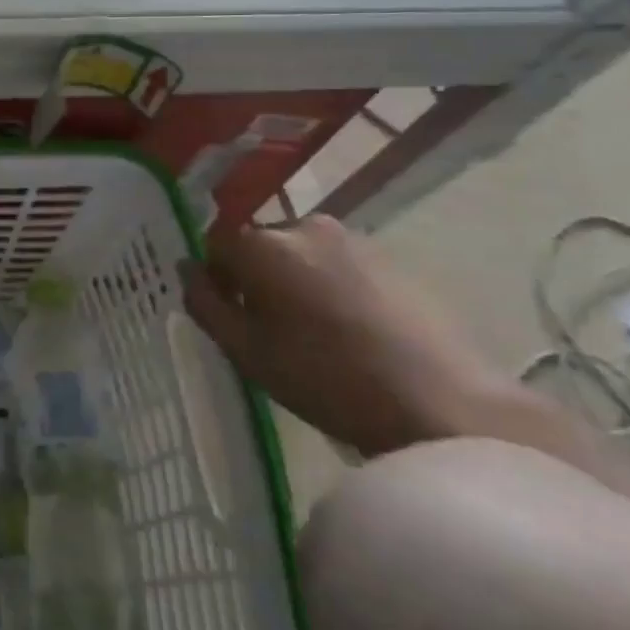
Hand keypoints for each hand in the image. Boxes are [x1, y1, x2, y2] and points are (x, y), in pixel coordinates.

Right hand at [181, 216, 507, 457]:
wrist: (442, 403)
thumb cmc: (327, 379)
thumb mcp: (247, 352)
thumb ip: (205, 304)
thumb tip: (187, 270)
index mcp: (263, 245)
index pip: (215, 243)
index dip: (214, 277)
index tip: (230, 315)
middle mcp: (303, 226)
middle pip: (259, 245)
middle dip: (255, 277)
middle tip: (270, 328)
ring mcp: (351, 238)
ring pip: (299, 254)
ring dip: (293, 281)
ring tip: (314, 332)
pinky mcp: (388, 257)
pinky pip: (336, 263)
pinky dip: (329, 286)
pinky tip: (349, 330)